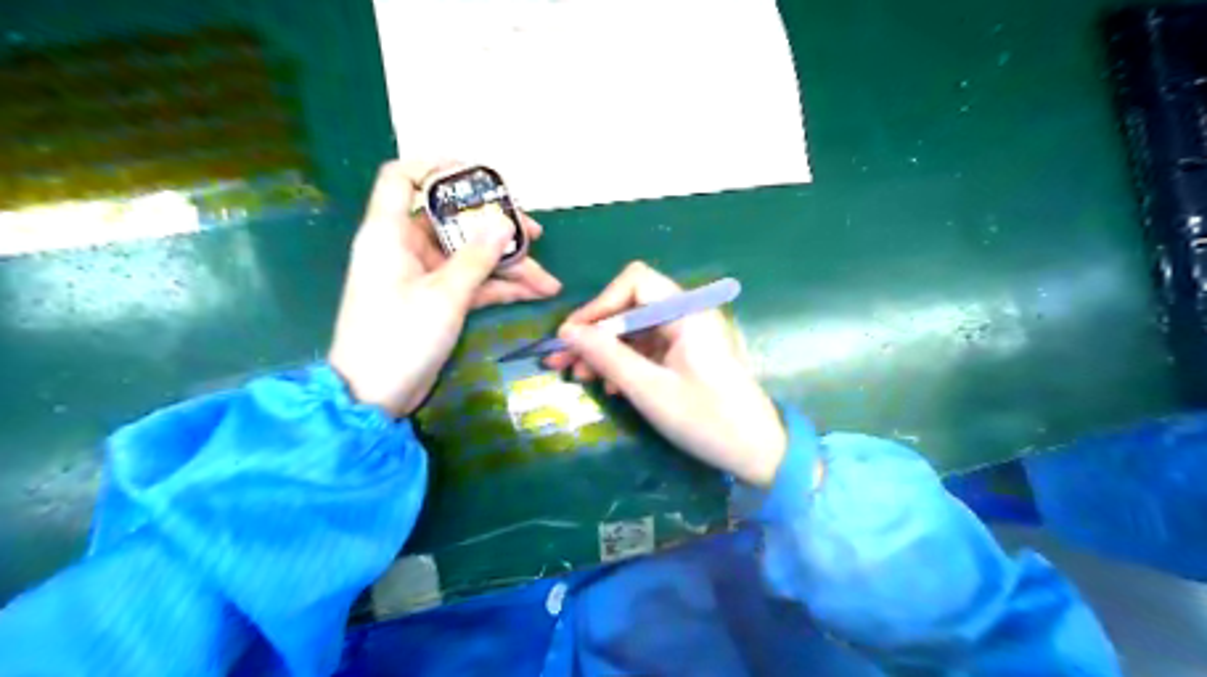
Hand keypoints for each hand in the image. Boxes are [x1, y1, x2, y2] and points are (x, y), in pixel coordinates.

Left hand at [325, 160, 559, 416]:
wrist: (373, 397)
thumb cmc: (399, 337)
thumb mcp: (444, 296)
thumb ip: (477, 257)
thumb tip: (504, 222)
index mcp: (390, 233)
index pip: (402, 178)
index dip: (436, 167)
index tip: (479, 175)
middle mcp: (406, 247)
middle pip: (454, 221)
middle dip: (496, 228)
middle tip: (536, 234)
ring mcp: (423, 276)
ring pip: (470, 256)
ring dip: (508, 266)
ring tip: (548, 280)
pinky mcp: (436, 300)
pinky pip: (472, 283)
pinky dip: (500, 287)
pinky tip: (534, 293)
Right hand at [542, 260, 789, 485]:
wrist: (760, 452)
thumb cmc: (708, 420)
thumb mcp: (650, 390)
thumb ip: (607, 356)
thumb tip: (567, 331)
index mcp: (686, 312)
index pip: (634, 283)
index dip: (599, 305)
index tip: (572, 335)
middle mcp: (687, 315)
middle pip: (631, 306)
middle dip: (595, 332)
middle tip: (562, 360)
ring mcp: (688, 336)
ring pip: (635, 329)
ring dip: (605, 350)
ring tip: (579, 376)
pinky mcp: (687, 356)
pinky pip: (648, 348)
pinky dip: (625, 363)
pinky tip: (610, 386)